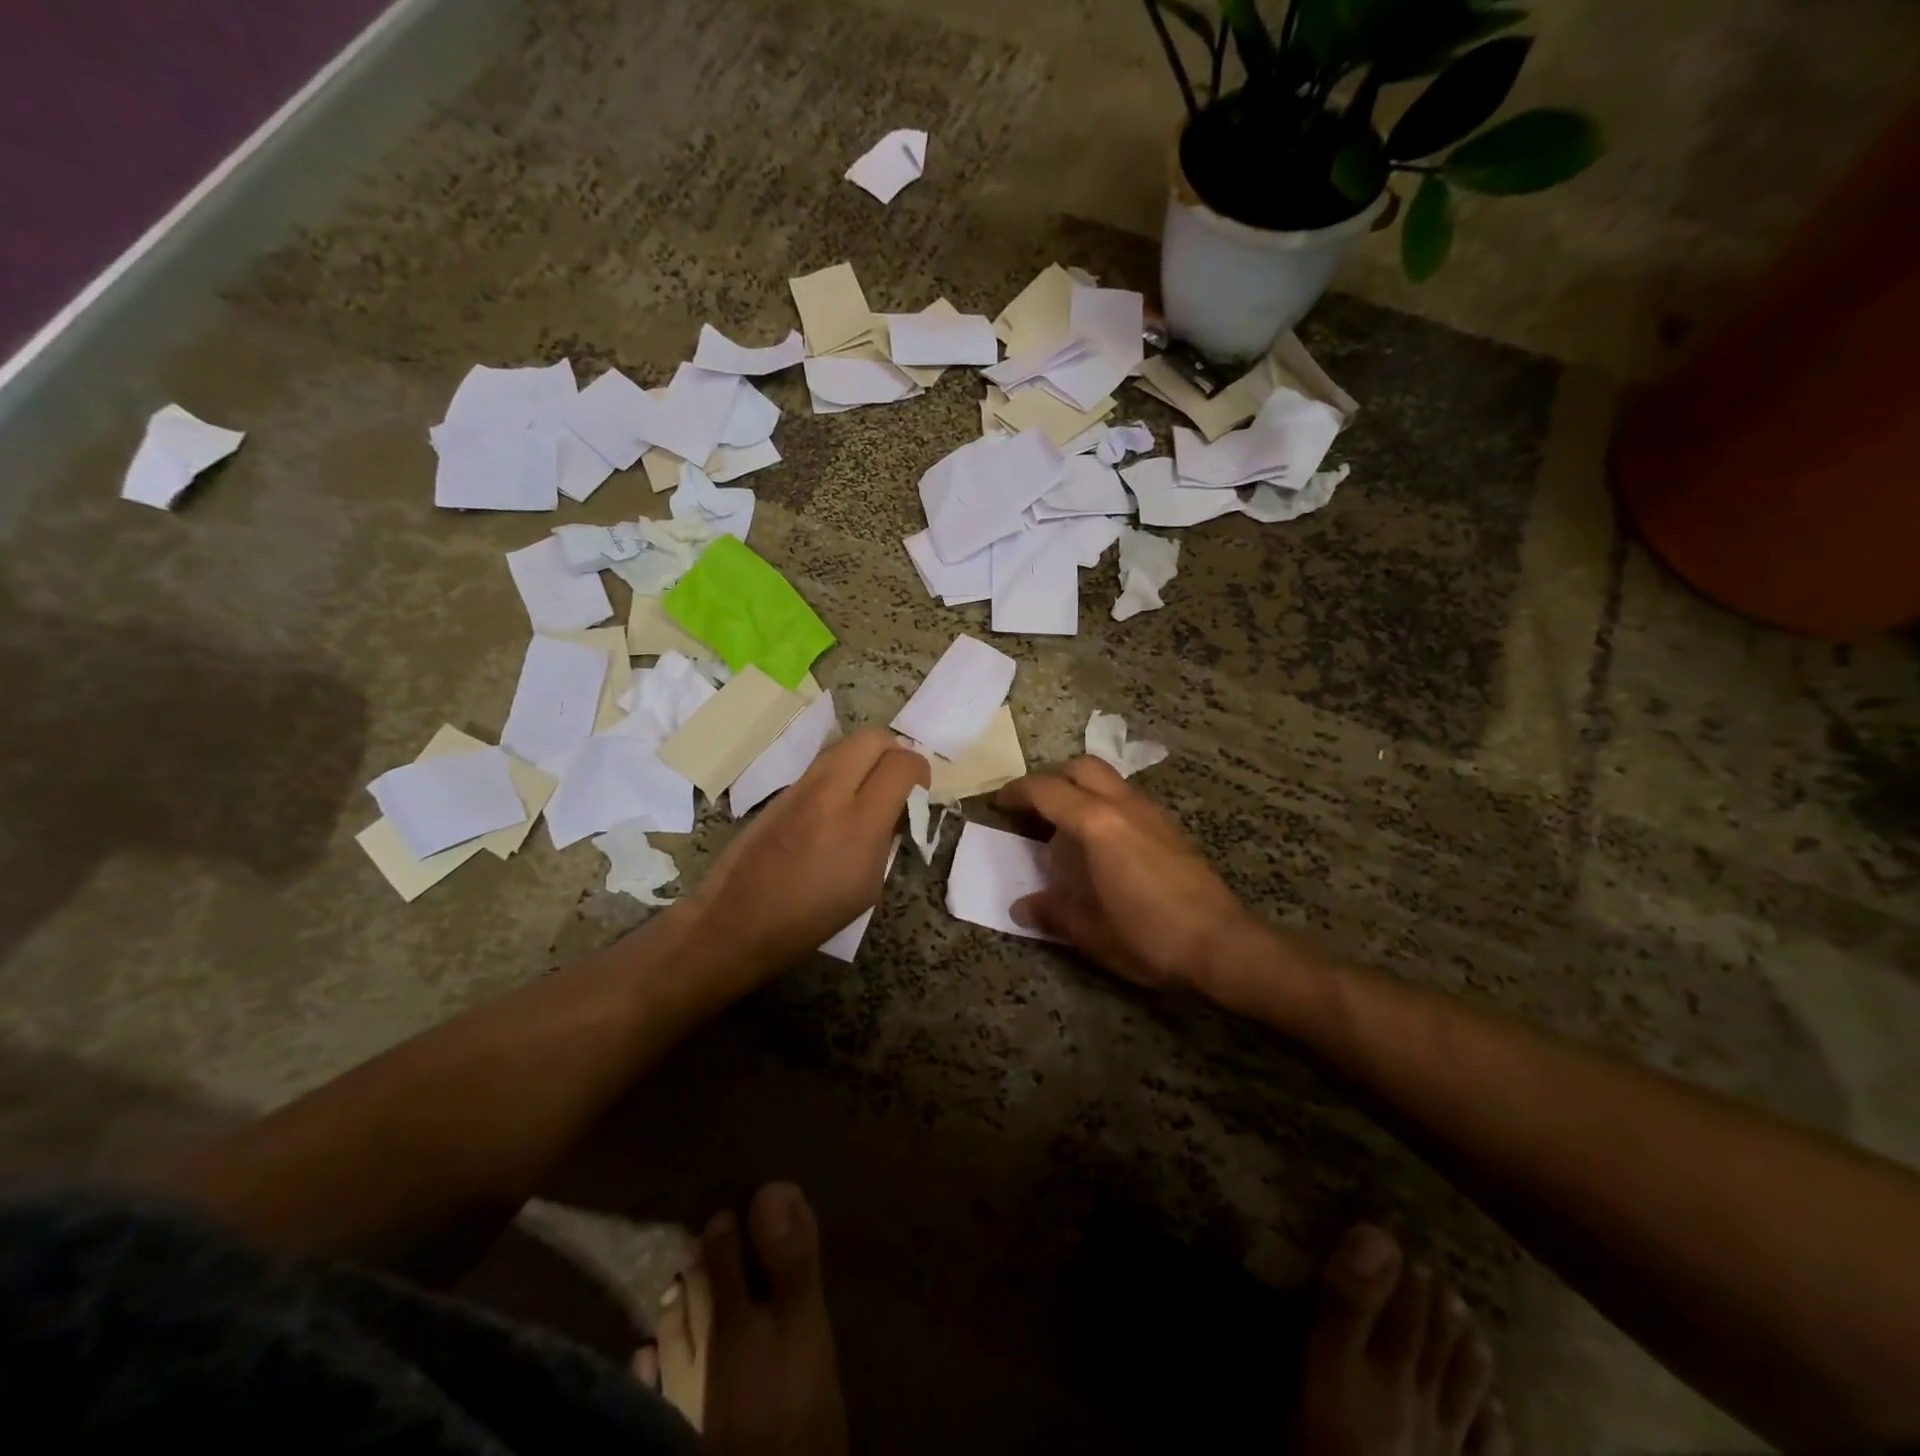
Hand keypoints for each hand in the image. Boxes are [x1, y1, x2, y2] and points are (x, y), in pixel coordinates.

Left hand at [687, 727, 927, 973]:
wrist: (737, 920)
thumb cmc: (811, 918)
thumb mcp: (869, 886)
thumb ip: (886, 837)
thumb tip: (895, 810)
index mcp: (860, 823)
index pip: (903, 764)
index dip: (921, 771)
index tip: (919, 791)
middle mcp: (831, 792)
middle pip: (873, 738)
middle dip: (894, 751)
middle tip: (897, 781)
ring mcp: (802, 786)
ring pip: (846, 744)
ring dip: (866, 758)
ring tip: (869, 790)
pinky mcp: (783, 790)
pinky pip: (823, 763)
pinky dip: (842, 770)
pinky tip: (839, 803)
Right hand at [995, 756, 1257, 991]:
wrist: (1221, 944)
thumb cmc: (1147, 935)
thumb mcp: (1089, 931)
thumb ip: (1052, 912)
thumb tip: (1022, 906)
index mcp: (1096, 824)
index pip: (1047, 791)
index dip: (1017, 792)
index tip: (999, 803)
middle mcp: (1123, 806)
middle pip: (1081, 767)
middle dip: (1052, 778)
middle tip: (1033, 806)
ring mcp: (1152, 813)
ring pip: (1109, 779)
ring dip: (1081, 788)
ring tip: (1066, 823)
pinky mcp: (1170, 827)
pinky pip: (1128, 798)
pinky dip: (1105, 803)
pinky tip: (1103, 842)